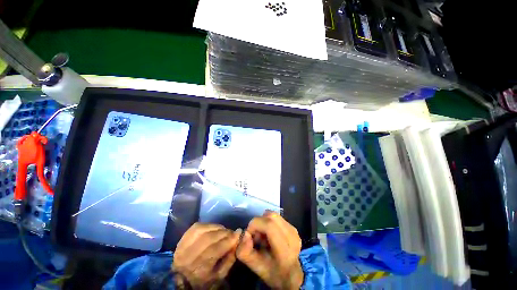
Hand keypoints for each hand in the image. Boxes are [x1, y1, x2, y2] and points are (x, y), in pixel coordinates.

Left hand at [173, 223, 240, 288]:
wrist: (182, 280)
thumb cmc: (204, 280)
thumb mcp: (220, 276)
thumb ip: (229, 259)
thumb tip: (237, 240)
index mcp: (199, 270)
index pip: (216, 249)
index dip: (229, 239)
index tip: (239, 232)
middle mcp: (189, 257)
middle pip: (209, 238)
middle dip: (224, 232)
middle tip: (231, 232)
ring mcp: (183, 247)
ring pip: (203, 230)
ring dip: (216, 227)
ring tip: (223, 230)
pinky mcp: (181, 239)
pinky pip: (196, 227)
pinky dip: (207, 225)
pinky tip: (213, 227)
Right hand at [236, 211, 303, 289]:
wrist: (292, 276)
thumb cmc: (273, 273)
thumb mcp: (255, 267)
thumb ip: (244, 252)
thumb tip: (245, 235)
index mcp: (284, 250)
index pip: (269, 225)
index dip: (255, 225)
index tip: (249, 235)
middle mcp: (292, 236)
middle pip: (271, 216)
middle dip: (258, 222)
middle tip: (256, 236)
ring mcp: (294, 230)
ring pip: (273, 215)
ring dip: (264, 222)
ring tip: (263, 236)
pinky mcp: (293, 227)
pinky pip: (277, 218)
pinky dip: (269, 223)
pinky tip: (270, 235)